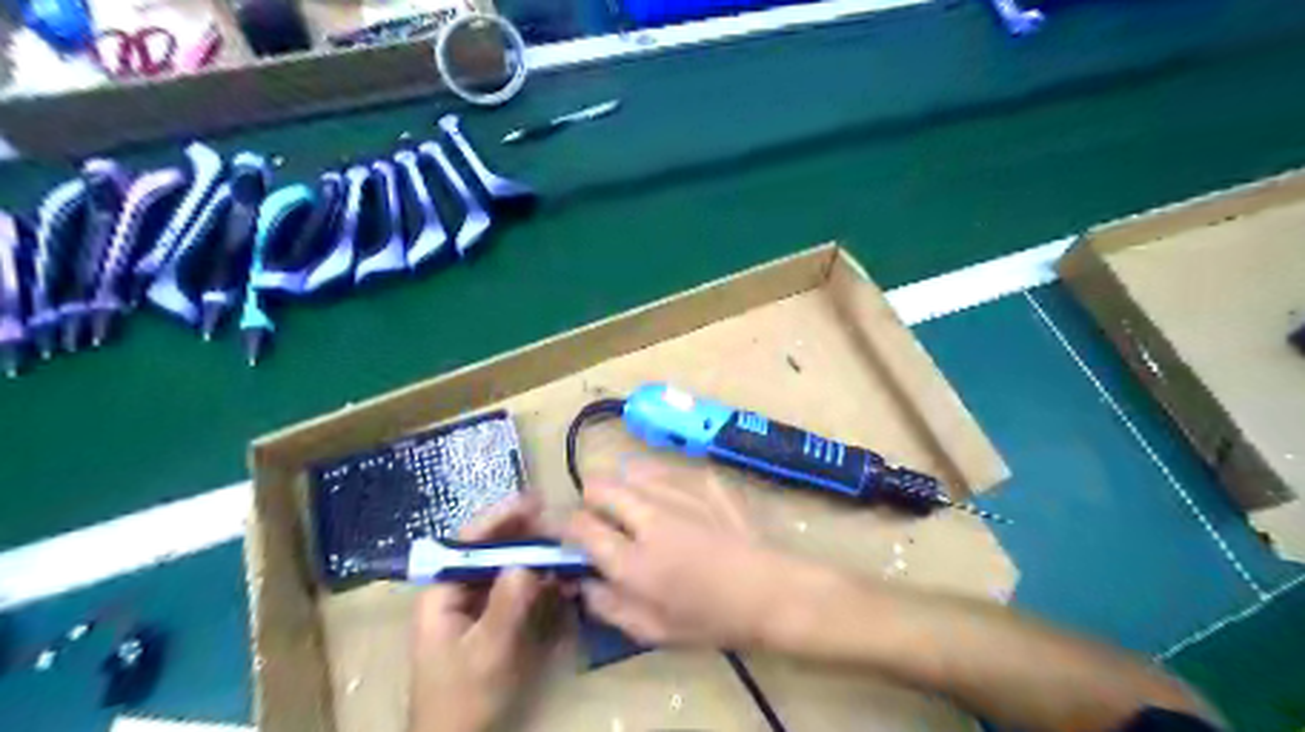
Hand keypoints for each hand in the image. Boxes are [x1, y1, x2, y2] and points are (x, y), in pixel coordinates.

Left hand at [406, 495, 559, 731]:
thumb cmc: (463, 698)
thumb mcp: (487, 652)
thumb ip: (507, 604)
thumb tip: (527, 560)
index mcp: (441, 592)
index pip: (468, 541)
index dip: (500, 517)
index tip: (533, 501)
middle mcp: (456, 591)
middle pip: (489, 549)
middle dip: (522, 533)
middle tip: (558, 522)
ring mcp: (474, 606)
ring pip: (505, 567)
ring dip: (534, 555)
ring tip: (564, 545)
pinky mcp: (491, 620)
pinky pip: (515, 589)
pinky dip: (537, 581)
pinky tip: (560, 578)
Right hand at [560, 461, 796, 647]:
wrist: (769, 592)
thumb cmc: (709, 619)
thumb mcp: (651, 631)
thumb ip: (606, 605)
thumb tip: (579, 581)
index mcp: (633, 561)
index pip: (579, 525)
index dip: (566, 527)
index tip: (570, 535)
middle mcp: (649, 517)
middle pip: (599, 486)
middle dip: (592, 501)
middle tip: (605, 521)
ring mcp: (680, 492)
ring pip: (630, 471)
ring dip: (626, 489)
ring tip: (642, 510)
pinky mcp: (704, 479)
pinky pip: (667, 471)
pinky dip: (661, 484)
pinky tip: (679, 506)